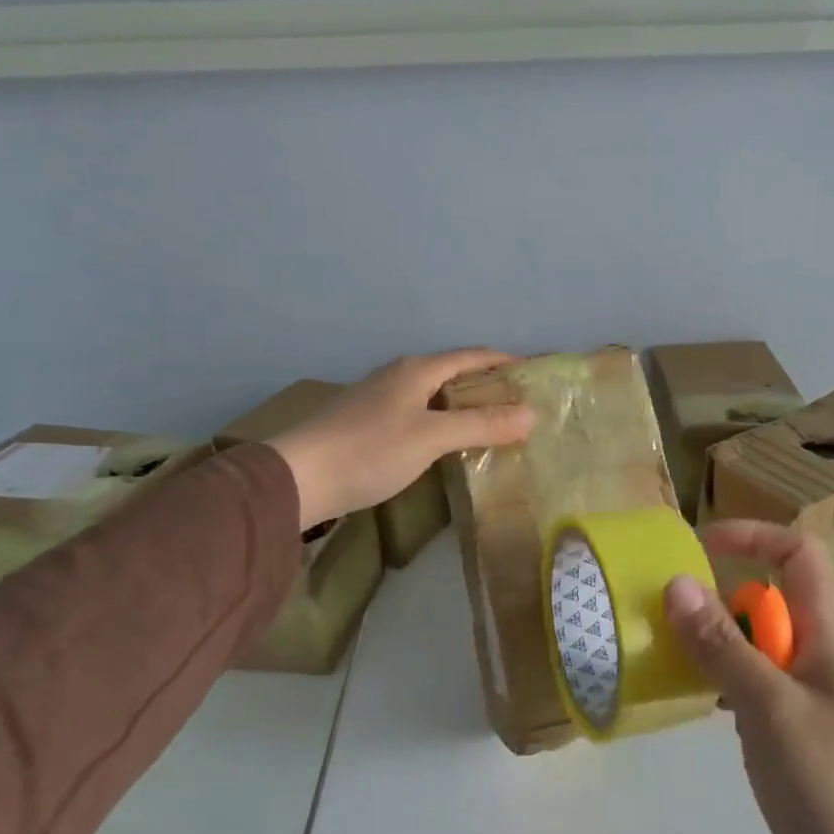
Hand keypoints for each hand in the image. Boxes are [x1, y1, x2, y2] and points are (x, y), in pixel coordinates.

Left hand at [269, 350, 534, 528]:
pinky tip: (448, 444)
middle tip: (520, 406)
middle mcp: (399, 375)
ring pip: (434, 395)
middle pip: (454, 373)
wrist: (297, 478)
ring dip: (465, 405)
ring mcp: (380, 399)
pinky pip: (419, 413)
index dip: (505, 361)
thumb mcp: (432, 437)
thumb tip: (531, 414)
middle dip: (488, 385)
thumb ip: (482, 424)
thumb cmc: (370, 450)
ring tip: (493, 426)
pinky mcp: (367, 423)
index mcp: (417, 370)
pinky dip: (443, 422)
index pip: (473, 356)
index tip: (535, 373)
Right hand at [664, 521, 833, 833]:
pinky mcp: (789, 738)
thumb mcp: (771, 710)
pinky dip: (718, 685)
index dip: (754, 537)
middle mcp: (817, 658)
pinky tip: (689, 703)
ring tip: (664, 658)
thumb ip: (723, 647)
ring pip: (752, 647)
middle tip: (664, 619)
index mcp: (828, 638)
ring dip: (712, 643)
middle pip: (767, 600)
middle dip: (717, 598)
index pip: (799, 556)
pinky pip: (748, 690)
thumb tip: (677, 583)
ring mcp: (803, 700)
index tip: (700, 548)